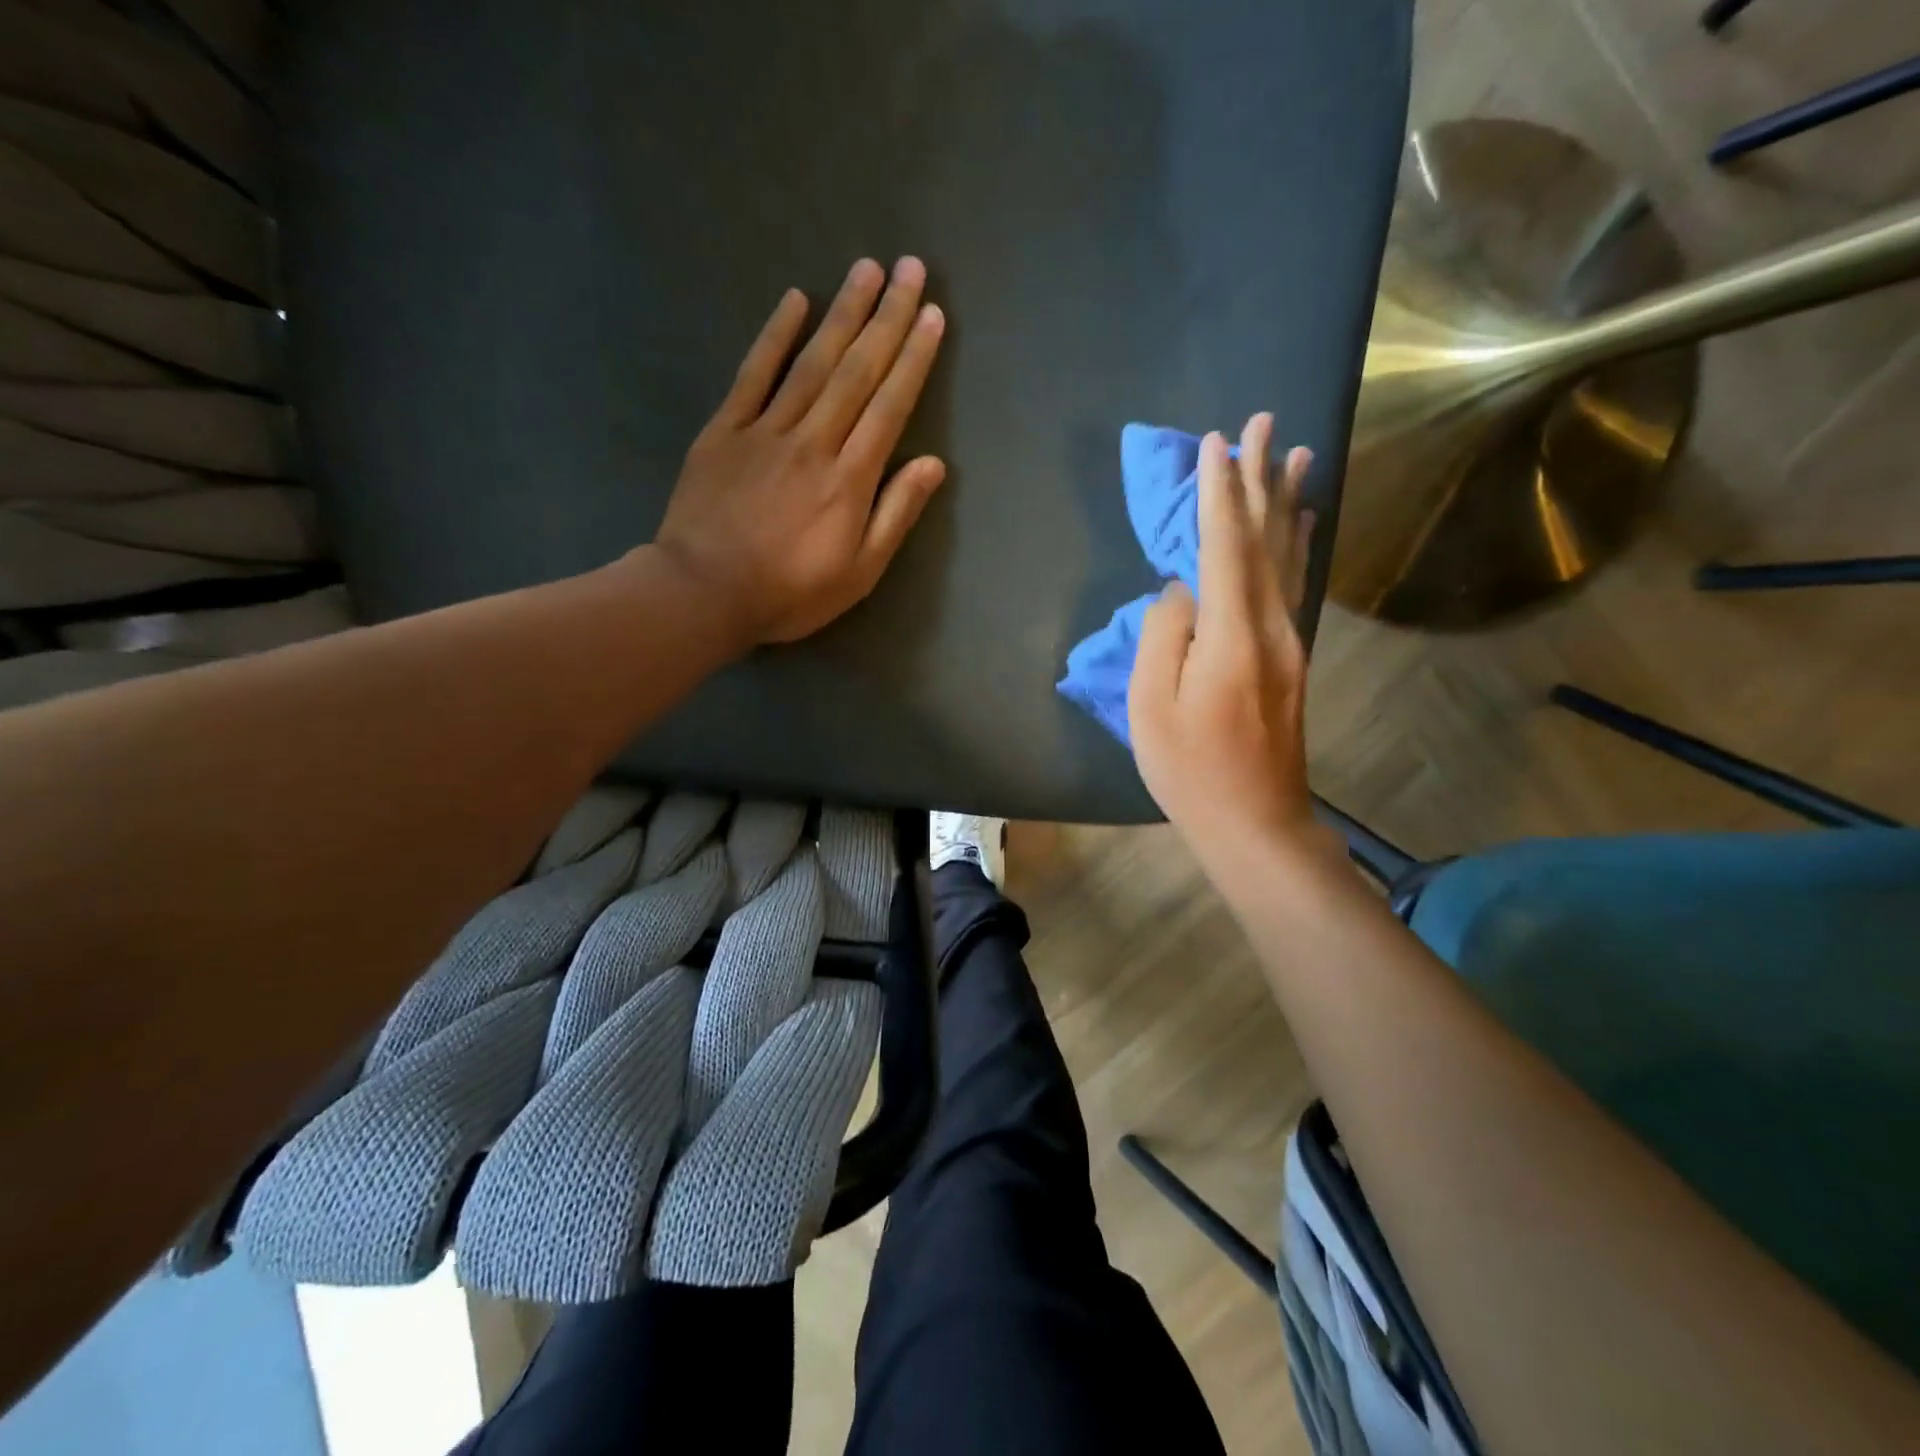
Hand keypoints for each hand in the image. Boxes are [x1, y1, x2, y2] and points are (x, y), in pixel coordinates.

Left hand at [653, 256, 947, 646]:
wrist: (704, 593)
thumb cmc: (789, 592)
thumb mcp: (859, 573)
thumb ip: (895, 514)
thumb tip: (932, 463)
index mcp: (850, 479)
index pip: (890, 406)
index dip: (914, 359)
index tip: (931, 315)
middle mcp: (814, 441)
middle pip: (857, 371)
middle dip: (887, 318)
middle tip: (909, 268)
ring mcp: (766, 430)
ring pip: (812, 362)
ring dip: (843, 313)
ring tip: (867, 269)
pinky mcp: (725, 430)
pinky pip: (753, 374)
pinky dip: (774, 335)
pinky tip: (795, 300)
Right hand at [1129, 414, 1319, 855]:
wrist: (1256, 822)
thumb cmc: (1190, 769)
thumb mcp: (1151, 705)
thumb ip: (1163, 635)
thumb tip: (1179, 590)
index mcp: (1231, 633)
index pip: (1224, 545)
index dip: (1218, 492)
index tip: (1216, 442)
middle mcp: (1272, 625)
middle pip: (1265, 538)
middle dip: (1261, 478)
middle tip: (1265, 423)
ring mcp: (1289, 641)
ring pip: (1288, 557)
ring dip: (1287, 503)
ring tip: (1297, 456)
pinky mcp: (1292, 658)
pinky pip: (1294, 584)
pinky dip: (1296, 546)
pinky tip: (1301, 526)